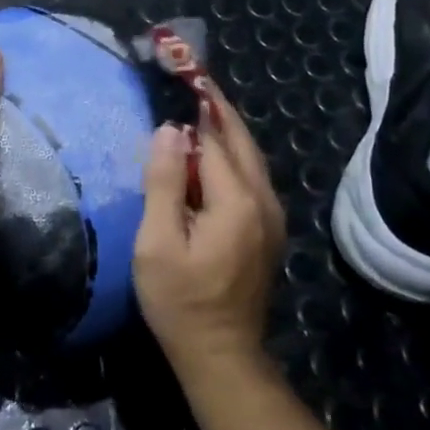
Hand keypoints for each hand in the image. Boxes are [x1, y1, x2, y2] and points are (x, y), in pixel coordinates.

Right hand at [133, 83, 287, 375]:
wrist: (221, 356)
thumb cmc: (180, 301)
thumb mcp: (158, 243)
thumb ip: (165, 183)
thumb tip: (171, 130)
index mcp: (237, 202)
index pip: (215, 140)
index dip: (196, 108)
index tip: (180, 74)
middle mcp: (264, 202)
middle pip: (241, 141)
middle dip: (217, 108)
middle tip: (192, 77)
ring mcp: (271, 217)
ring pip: (250, 158)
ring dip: (226, 129)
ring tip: (198, 104)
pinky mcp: (268, 230)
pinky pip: (251, 177)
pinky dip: (232, 153)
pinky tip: (211, 152)